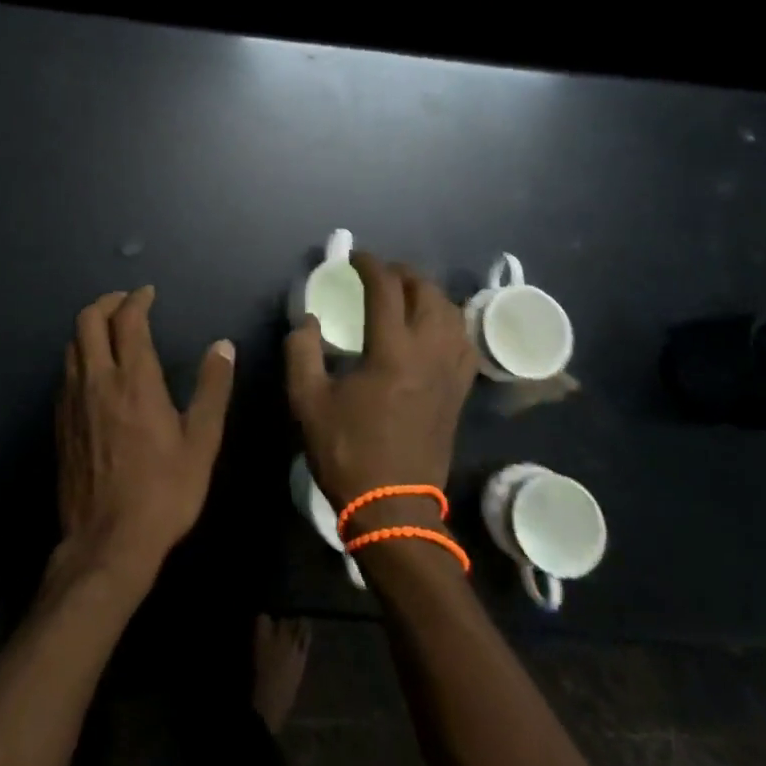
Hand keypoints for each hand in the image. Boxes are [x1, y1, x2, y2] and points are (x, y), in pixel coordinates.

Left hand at [55, 287, 235, 588]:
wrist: (107, 542)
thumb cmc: (163, 492)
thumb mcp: (201, 442)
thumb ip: (212, 389)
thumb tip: (223, 346)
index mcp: (133, 380)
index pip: (128, 320)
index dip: (137, 299)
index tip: (148, 293)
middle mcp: (96, 380)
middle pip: (88, 320)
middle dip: (107, 303)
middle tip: (126, 304)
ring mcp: (72, 401)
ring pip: (72, 345)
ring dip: (90, 328)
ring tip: (111, 331)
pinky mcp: (60, 422)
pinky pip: (65, 372)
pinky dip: (80, 356)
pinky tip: (95, 373)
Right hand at [286, 253, 476, 516]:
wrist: (393, 507)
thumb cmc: (347, 451)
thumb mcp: (308, 400)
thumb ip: (302, 351)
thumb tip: (308, 320)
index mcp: (391, 351)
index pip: (386, 289)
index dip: (370, 265)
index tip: (354, 258)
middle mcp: (428, 353)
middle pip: (427, 292)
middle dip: (403, 273)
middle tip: (380, 273)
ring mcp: (450, 372)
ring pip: (451, 313)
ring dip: (428, 293)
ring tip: (406, 293)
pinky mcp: (459, 391)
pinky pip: (464, 341)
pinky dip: (449, 321)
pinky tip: (434, 326)